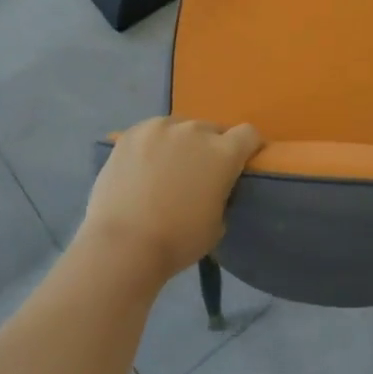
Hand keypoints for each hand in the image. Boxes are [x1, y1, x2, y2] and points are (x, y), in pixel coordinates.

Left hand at [80, 117, 263, 282]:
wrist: (123, 245)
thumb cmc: (178, 241)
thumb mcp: (218, 222)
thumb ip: (222, 193)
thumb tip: (212, 186)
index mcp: (224, 153)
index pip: (249, 134)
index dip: (248, 147)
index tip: (240, 163)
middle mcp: (195, 131)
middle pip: (212, 130)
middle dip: (210, 147)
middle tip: (198, 173)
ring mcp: (160, 128)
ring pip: (180, 128)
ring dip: (180, 143)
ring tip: (165, 168)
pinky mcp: (130, 134)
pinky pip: (150, 133)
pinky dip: (152, 145)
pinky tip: (141, 167)